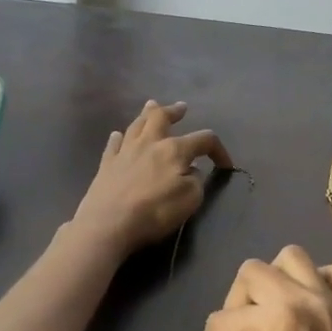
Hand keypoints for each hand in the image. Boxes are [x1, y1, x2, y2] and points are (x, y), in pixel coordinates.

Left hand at [71, 100, 233, 255]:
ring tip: (151, 106)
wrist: (108, 224)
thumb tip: (191, 171)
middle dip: (174, 111)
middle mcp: (149, 143)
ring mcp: (124, 151)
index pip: (204, 140)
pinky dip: (118, 138)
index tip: (225, 165)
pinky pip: (113, 144)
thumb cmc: (154, 211)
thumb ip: (195, 181)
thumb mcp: (190, 199)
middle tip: (181, 108)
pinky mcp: (106, 165)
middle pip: (161, 117)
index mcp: (174, 150)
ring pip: (136, 125)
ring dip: (146, 114)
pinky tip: (118, 135)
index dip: (219, 150)